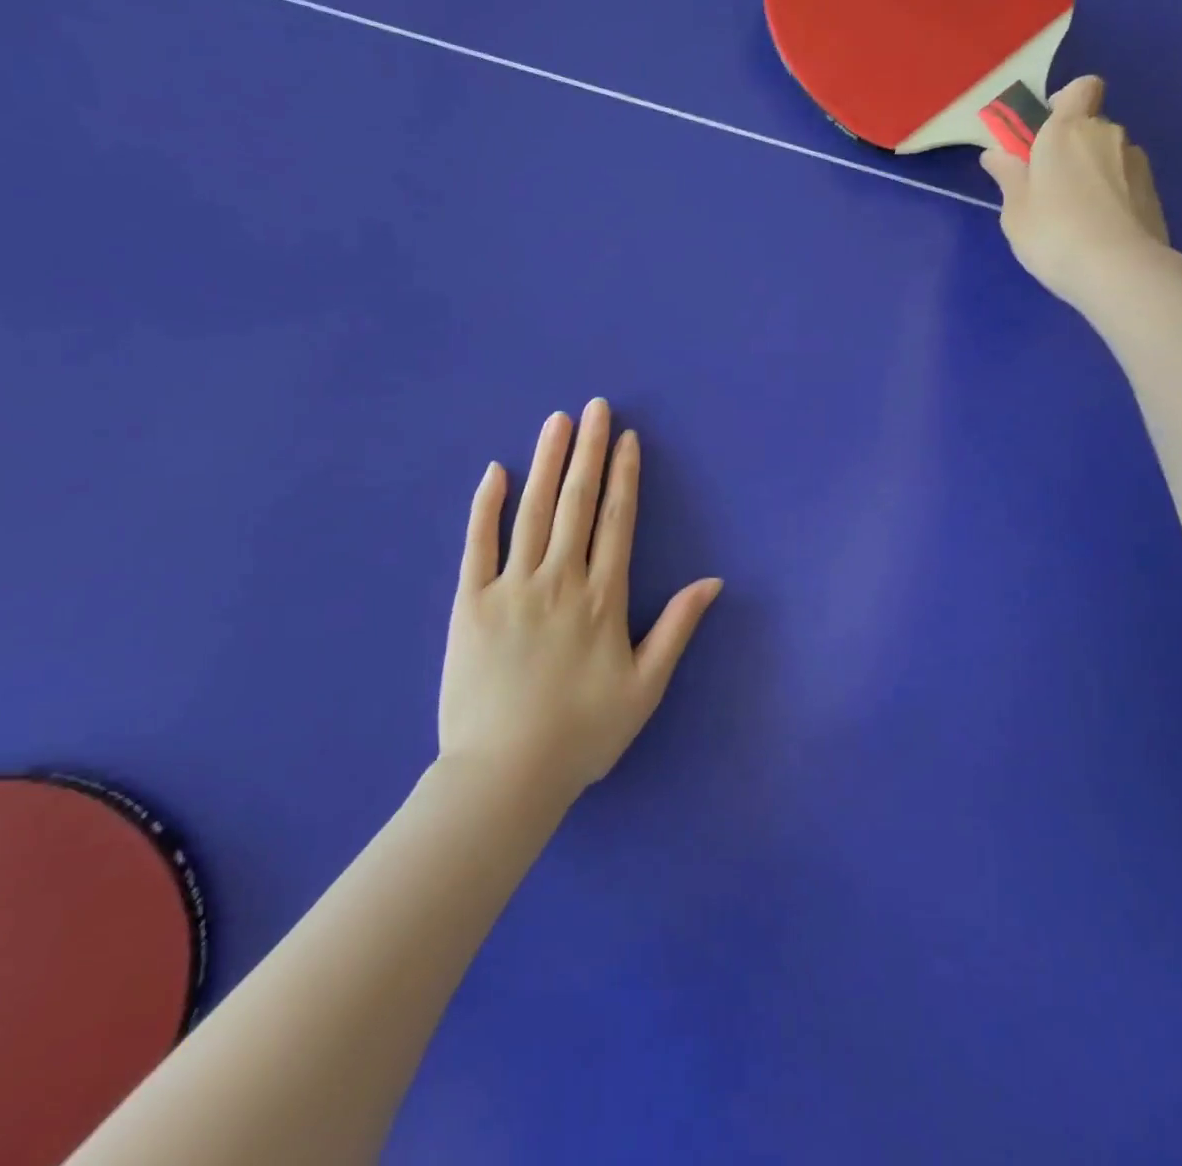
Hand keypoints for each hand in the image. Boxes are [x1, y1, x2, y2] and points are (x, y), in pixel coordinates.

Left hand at [439, 399, 722, 797]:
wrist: (505, 775)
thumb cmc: (582, 735)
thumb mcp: (645, 688)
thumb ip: (676, 629)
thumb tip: (713, 582)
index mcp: (603, 600)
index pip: (617, 522)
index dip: (623, 476)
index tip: (626, 439)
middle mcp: (560, 581)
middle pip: (577, 503)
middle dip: (588, 451)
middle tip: (594, 407)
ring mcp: (511, 587)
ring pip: (533, 511)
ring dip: (547, 462)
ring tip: (557, 422)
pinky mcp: (469, 602)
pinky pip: (477, 543)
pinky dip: (486, 505)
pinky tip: (496, 471)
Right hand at [981, 75, 1173, 309]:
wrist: (1117, 268)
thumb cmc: (1052, 233)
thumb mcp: (1015, 210)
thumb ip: (1008, 177)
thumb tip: (996, 154)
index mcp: (1066, 131)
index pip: (1080, 88)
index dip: (1065, 101)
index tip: (1045, 130)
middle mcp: (1106, 133)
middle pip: (1090, 126)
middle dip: (1072, 148)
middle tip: (1048, 188)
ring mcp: (1134, 160)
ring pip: (1108, 155)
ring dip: (1092, 173)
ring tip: (1074, 216)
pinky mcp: (1152, 189)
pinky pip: (1123, 181)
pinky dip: (1110, 195)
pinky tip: (1096, 229)